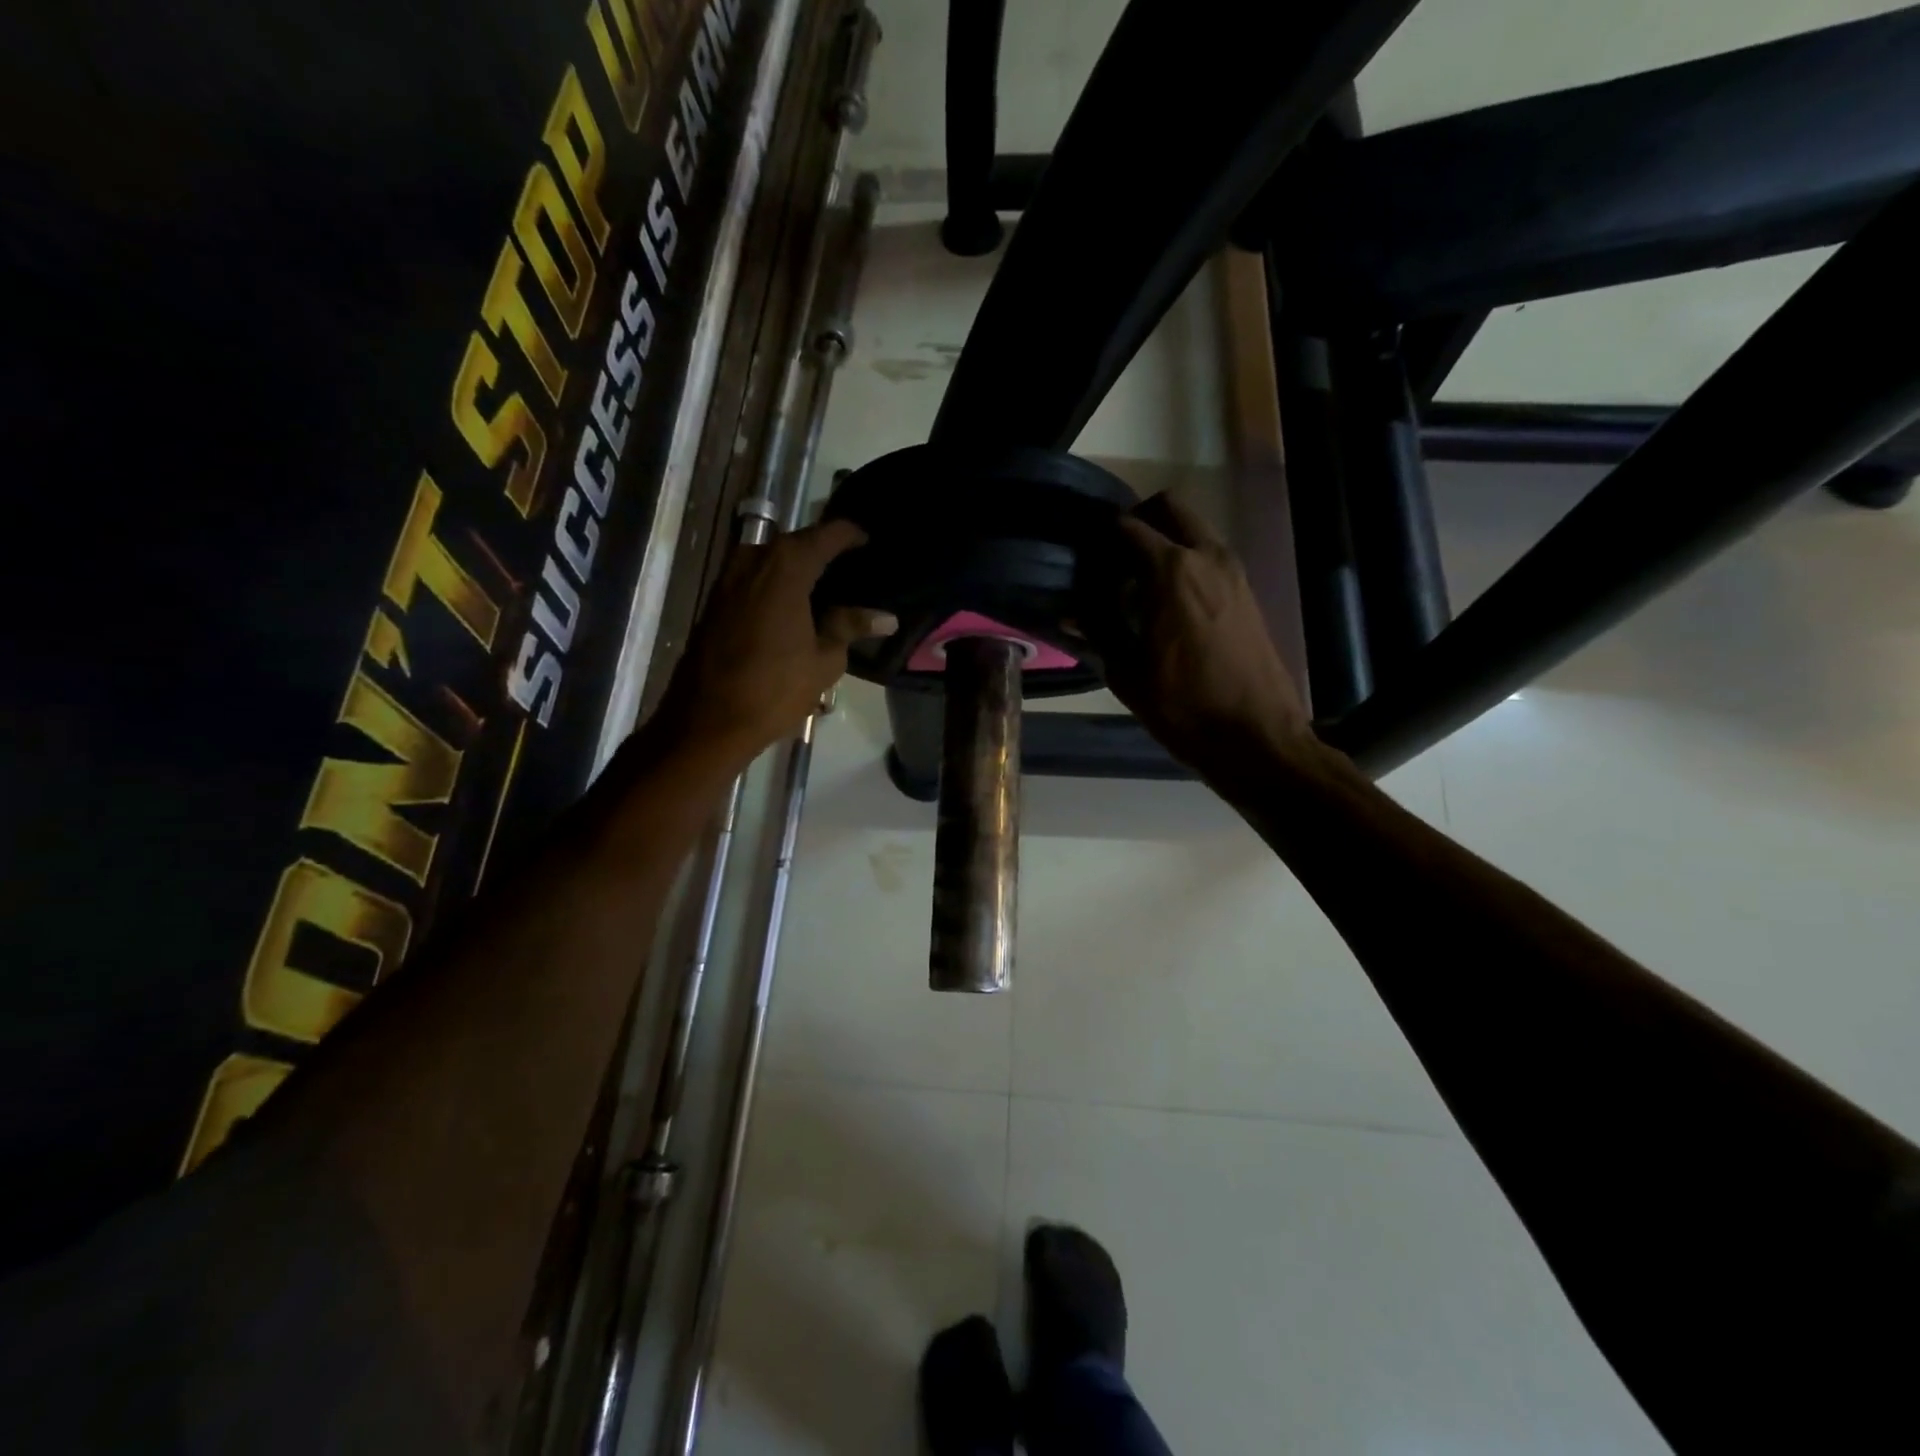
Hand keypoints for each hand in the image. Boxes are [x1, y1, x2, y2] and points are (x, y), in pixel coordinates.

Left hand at [656, 519, 895, 772]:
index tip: (870, 543)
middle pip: (796, 544)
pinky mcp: (715, 601)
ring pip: (772, 561)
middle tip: (854, 570)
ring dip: (798, 570)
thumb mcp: (824, 660)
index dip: (851, 535)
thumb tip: (886, 617)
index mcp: (785, 567)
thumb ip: (850, 627)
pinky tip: (797, 608)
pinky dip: (778, 585)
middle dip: (824, 552)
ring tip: (828, 590)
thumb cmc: (773, 689)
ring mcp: (728, 579)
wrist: (706, 720)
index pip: (826, 534)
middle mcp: (752, 560)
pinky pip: (755, 579)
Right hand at [1079, 492, 1316, 781]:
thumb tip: (1070, 614)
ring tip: (1139, 584)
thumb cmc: (1183, 707)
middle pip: (1170, 507)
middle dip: (1139, 520)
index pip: (1127, 527)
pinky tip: (1169, 604)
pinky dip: (1187, 562)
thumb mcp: (1127, 674)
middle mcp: (1206, 557)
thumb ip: (1096, 633)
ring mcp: (1233, 571)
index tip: (1084, 556)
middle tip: (1114, 556)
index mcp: (1170, 571)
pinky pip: (1210, 556)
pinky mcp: (1248, 591)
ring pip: (1194, 529)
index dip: (1100, 536)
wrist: (1256, 736)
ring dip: (1166, 541)